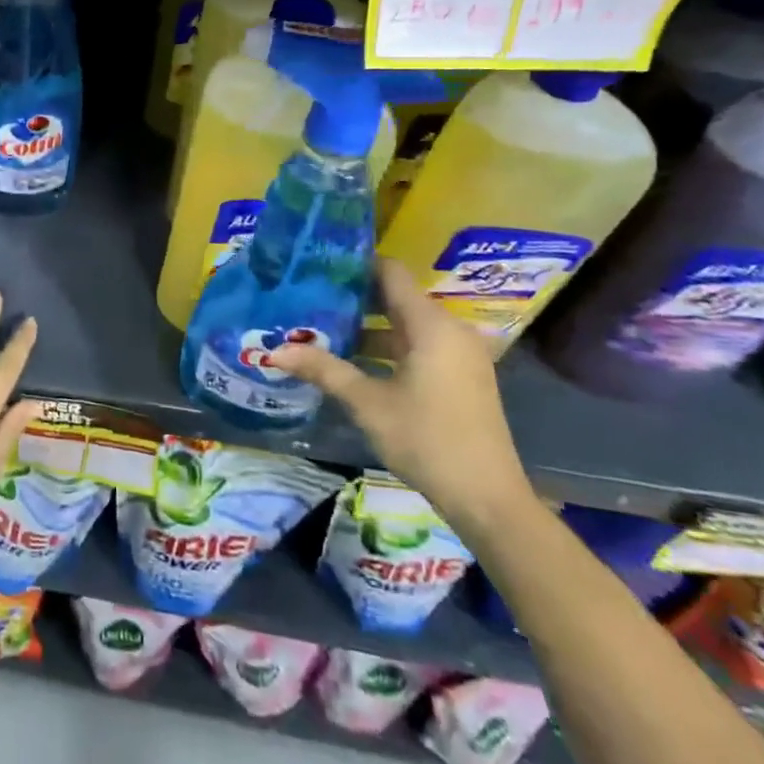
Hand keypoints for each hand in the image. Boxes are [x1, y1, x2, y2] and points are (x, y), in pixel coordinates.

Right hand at [269, 259, 536, 532]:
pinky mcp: (459, 375)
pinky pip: (417, 344)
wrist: (488, 500)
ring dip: (366, 325)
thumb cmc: (427, 440)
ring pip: (404, 323)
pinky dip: (386, 345)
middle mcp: (449, 330)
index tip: (317, 263)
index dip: (354, 264)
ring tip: (321, 326)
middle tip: (309, 295)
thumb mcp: (368, 403)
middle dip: (353, 296)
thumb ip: (324, 369)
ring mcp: (458, 354)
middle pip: (396, 296)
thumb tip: (275, 351)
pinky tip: (351, 358)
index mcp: (431, 325)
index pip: (390, 272)